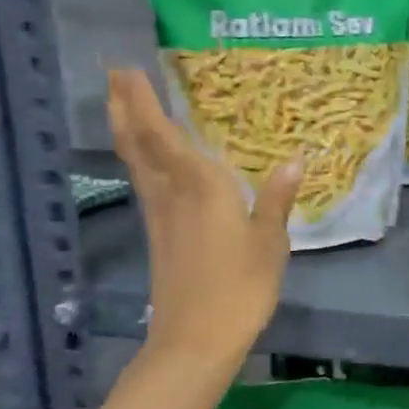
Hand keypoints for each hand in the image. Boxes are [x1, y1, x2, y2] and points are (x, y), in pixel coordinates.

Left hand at [108, 68, 299, 359]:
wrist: (197, 339)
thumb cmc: (240, 287)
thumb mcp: (270, 243)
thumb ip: (276, 199)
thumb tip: (295, 160)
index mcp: (200, 187)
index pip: (162, 134)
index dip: (141, 101)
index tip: (127, 69)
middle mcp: (171, 194)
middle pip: (137, 144)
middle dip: (122, 107)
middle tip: (114, 75)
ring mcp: (159, 216)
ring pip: (136, 163)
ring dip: (125, 130)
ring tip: (121, 105)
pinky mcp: (158, 236)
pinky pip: (144, 183)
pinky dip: (139, 159)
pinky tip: (149, 160)